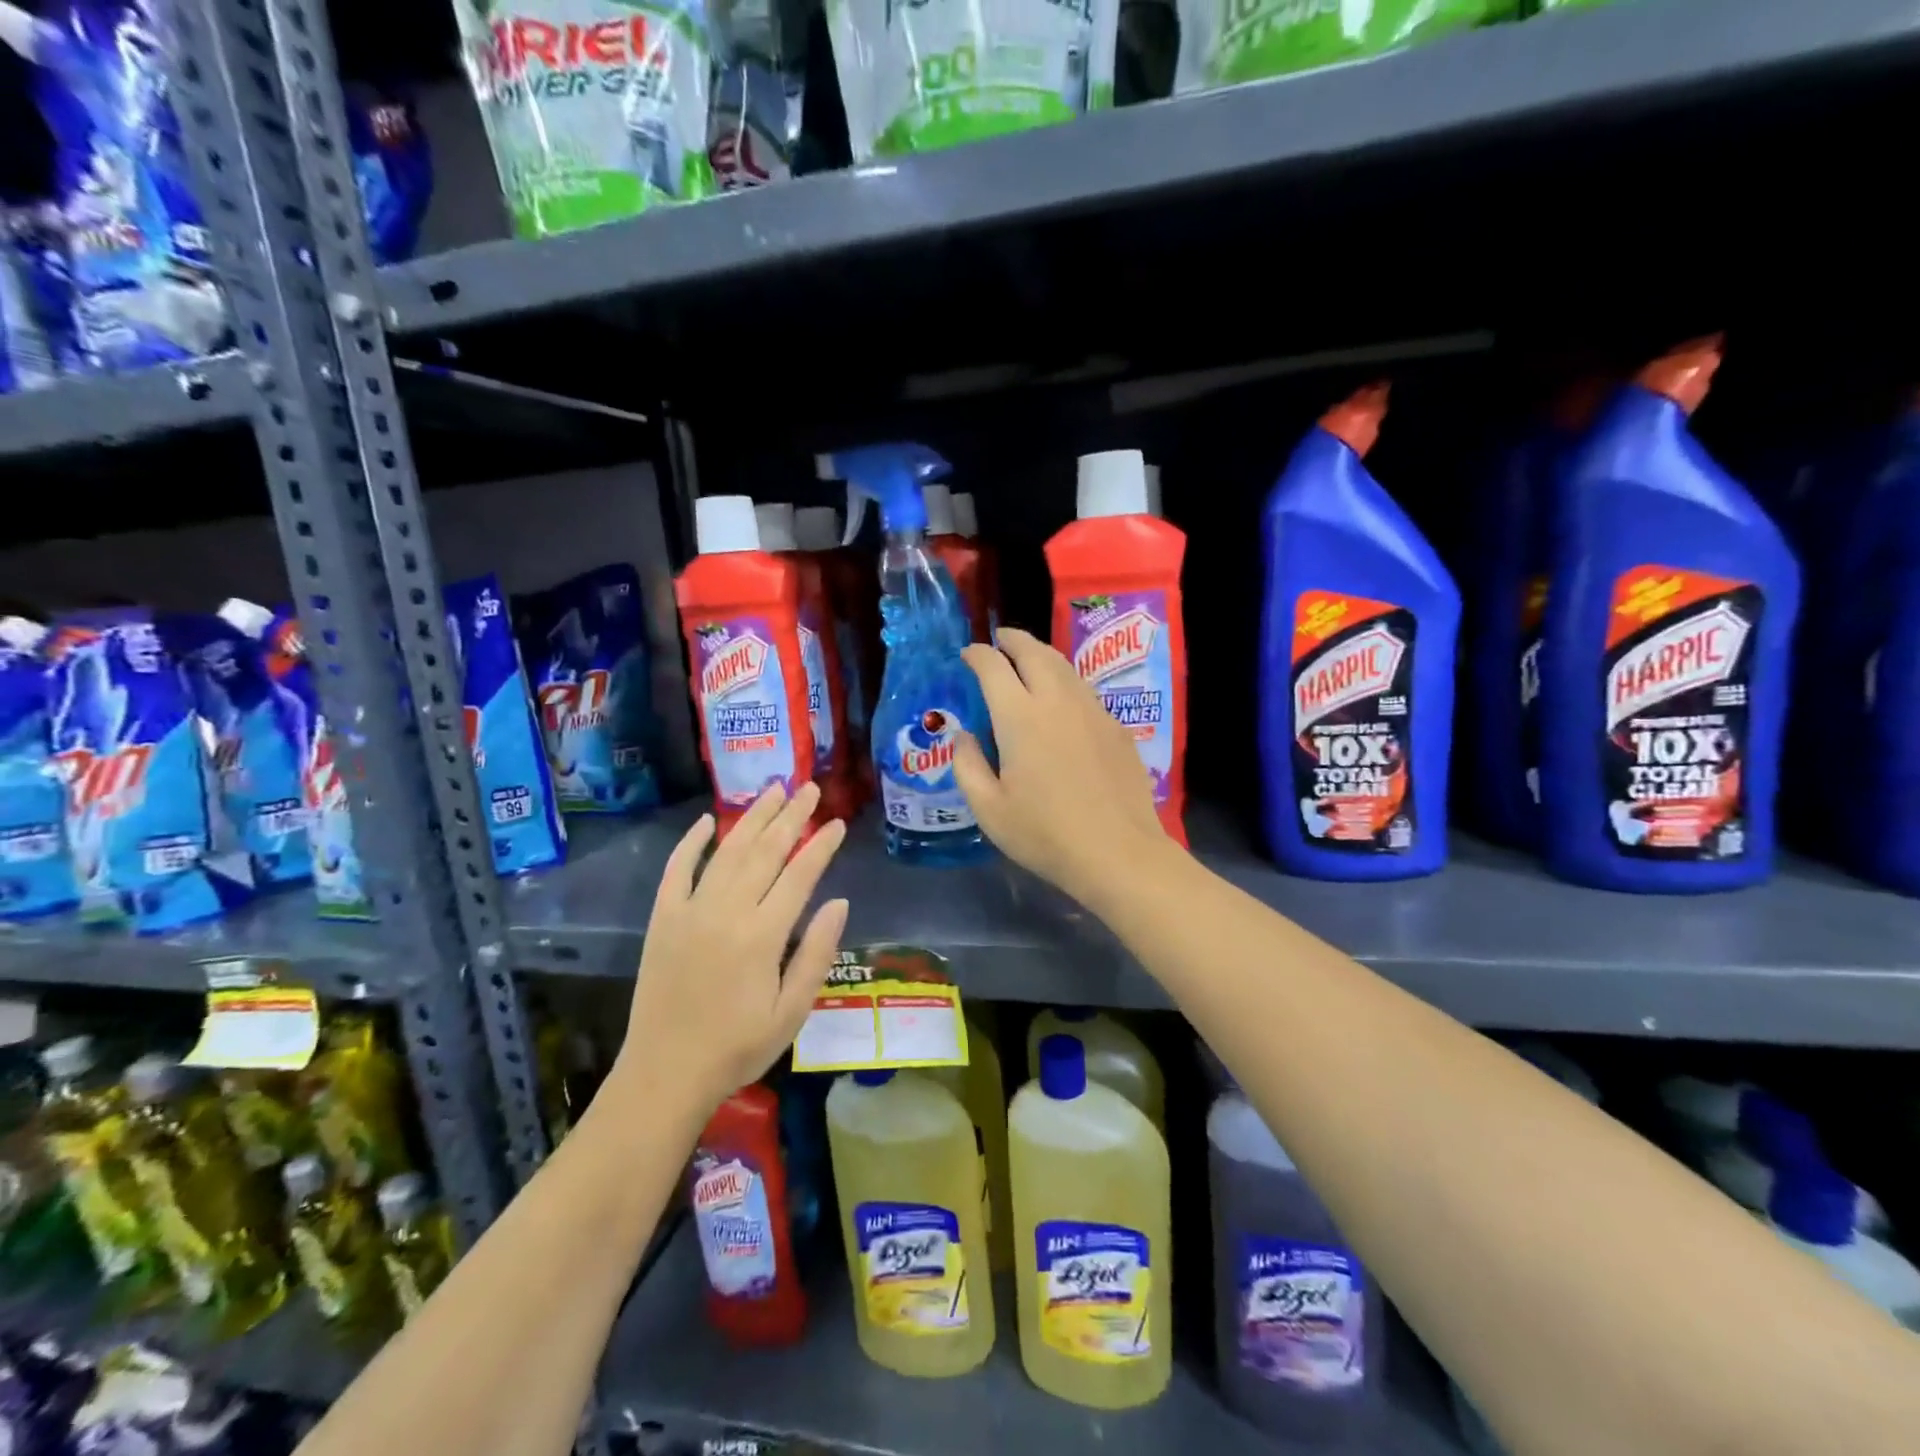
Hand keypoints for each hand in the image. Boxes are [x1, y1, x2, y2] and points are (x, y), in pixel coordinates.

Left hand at [613, 782, 847, 1113]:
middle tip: (810, 787)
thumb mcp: (792, 1011)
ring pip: (727, 851)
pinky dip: (691, 842)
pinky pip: (677, 870)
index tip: (837, 822)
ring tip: (773, 789)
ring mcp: (690, 911)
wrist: (666, 1074)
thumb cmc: (739, 1047)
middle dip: (791, 816)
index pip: (800, 874)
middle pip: (765, 851)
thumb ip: (816, 953)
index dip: (821, 845)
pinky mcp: (662, 919)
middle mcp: (727, 911)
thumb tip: (840, 902)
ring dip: (752, 817)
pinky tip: (707, 821)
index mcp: (763, 935)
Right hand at [953, 628, 1175, 905]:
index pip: (993, 667)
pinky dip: (1065, 681)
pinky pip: (1084, 690)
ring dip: (1041, 655)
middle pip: (1034, 652)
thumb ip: (968, 766)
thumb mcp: (989, 809)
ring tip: (1028, 660)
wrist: (1118, 852)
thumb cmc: (1045, 835)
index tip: (968, 655)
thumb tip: (964, 737)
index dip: (977, 654)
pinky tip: (1061, 700)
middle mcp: (1057, 701)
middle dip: (1012, 640)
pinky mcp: (1116, 727)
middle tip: (1000, 641)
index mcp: (1020, 717)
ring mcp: (1092, 711)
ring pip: (1064, 666)